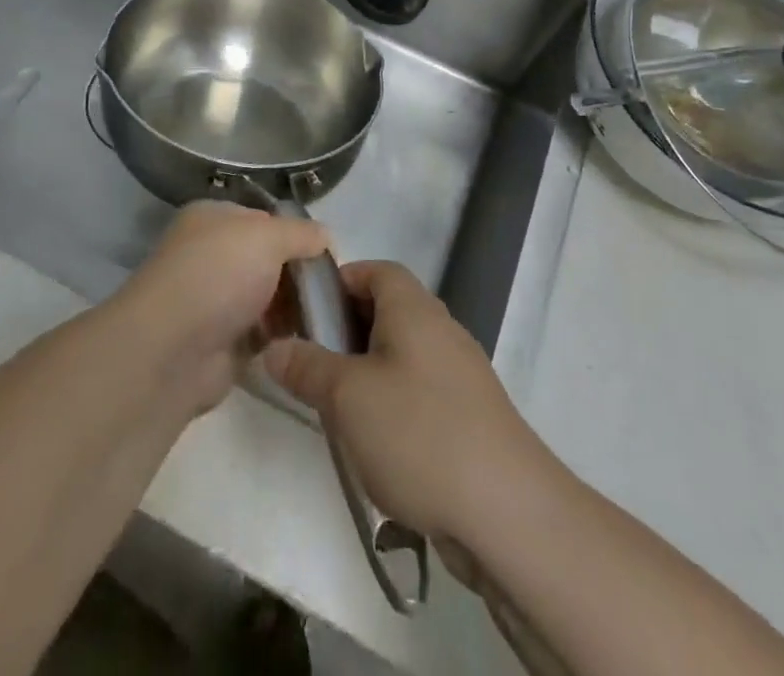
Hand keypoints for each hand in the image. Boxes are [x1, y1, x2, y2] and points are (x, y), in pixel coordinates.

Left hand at [112, 202, 329, 412]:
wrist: (172, 350)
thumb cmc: (218, 275)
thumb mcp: (267, 237)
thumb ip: (301, 233)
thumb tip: (326, 237)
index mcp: (213, 218)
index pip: (264, 219)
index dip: (296, 234)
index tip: (328, 255)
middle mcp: (212, 254)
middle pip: (268, 259)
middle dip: (299, 274)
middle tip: (333, 292)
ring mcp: (215, 299)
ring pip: (268, 297)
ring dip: (294, 308)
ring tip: (328, 317)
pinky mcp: (222, 341)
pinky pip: (263, 333)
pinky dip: (282, 337)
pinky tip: (309, 341)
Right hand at [261, 260, 545, 546]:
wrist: (509, 514)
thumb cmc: (419, 433)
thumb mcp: (347, 397)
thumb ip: (306, 367)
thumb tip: (274, 348)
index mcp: (414, 309)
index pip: (376, 270)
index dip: (340, 282)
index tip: (306, 313)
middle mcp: (441, 331)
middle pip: (387, 312)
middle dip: (346, 334)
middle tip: (312, 365)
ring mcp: (461, 377)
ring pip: (402, 357)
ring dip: (368, 375)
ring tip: (337, 411)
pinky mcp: (472, 419)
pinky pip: (421, 394)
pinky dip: (394, 408)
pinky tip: (377, 449)